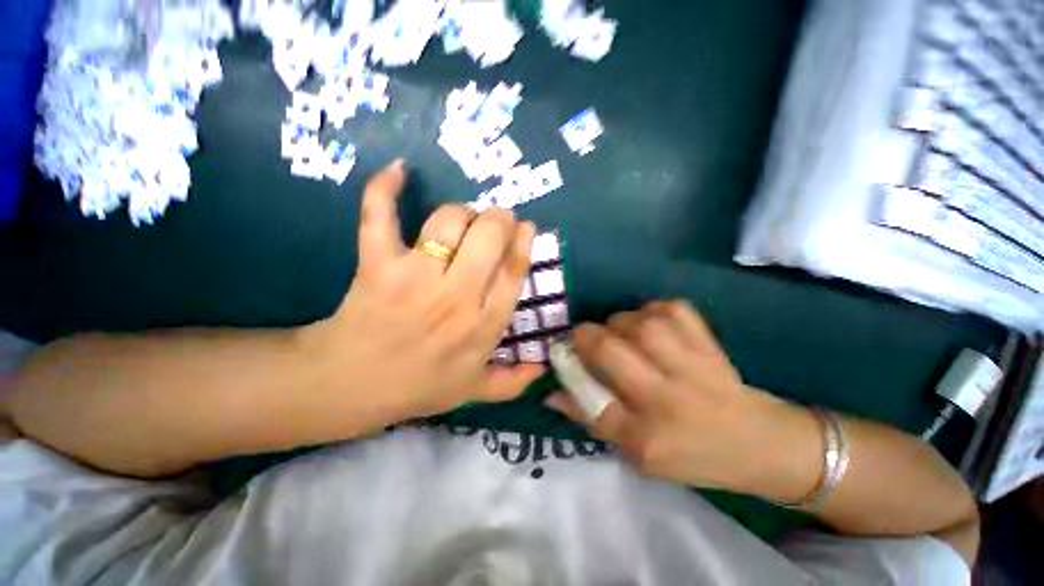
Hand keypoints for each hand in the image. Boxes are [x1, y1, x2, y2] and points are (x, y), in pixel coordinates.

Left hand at [303, 161, 545, 420]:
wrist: (350, 385)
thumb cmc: (417, 387)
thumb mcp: (471, 390)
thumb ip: (511, 382)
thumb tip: (542, 367)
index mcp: (482, 325)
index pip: (513, 272)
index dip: (523, 243)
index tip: (526, 227)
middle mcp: (456, 297)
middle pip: (488, 237)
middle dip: (499, 218)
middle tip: (496, 219)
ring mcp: (415, 278)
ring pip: (448, 223)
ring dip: (461, 211)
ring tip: (463, 217)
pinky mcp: (378, 265)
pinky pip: (380, 217)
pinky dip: (385, 190)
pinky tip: (398, 170)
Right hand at [546, 300, 818, 495]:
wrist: (759, 442)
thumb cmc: (691, 453)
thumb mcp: (637, 453)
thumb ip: (592, 419)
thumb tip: (552, 393)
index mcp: (648, 436)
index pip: (592, 401)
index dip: (570, 371)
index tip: (561, 354)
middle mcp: (667, 399)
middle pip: (611, 350)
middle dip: (586, 337)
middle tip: (585, 338)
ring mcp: (692, 366)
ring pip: (639, 324)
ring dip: (618, 322)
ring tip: (620, 332)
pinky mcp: (709, 342)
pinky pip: (672, 309)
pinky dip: (652, 310)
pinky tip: (650, 323)